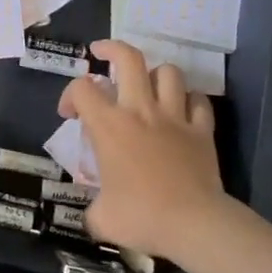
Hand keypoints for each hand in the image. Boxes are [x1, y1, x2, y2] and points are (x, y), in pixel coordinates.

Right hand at [60, 41, 236, 259]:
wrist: (194, 224)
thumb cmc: (142, 217)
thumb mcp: (102, 219)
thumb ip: (92, 209)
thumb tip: (93, 214)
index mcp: (109, 126)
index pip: (81, 89)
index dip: (69, 95)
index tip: (70, 114)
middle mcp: (140, 111)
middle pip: (128, 58)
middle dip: (111, 48)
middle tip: (101, 53)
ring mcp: (174, 117)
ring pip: (167, 72)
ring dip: (155, 74)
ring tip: (147, 84)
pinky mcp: (202, 130)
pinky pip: (199, 101)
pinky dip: (190, 100)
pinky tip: (183, 109)